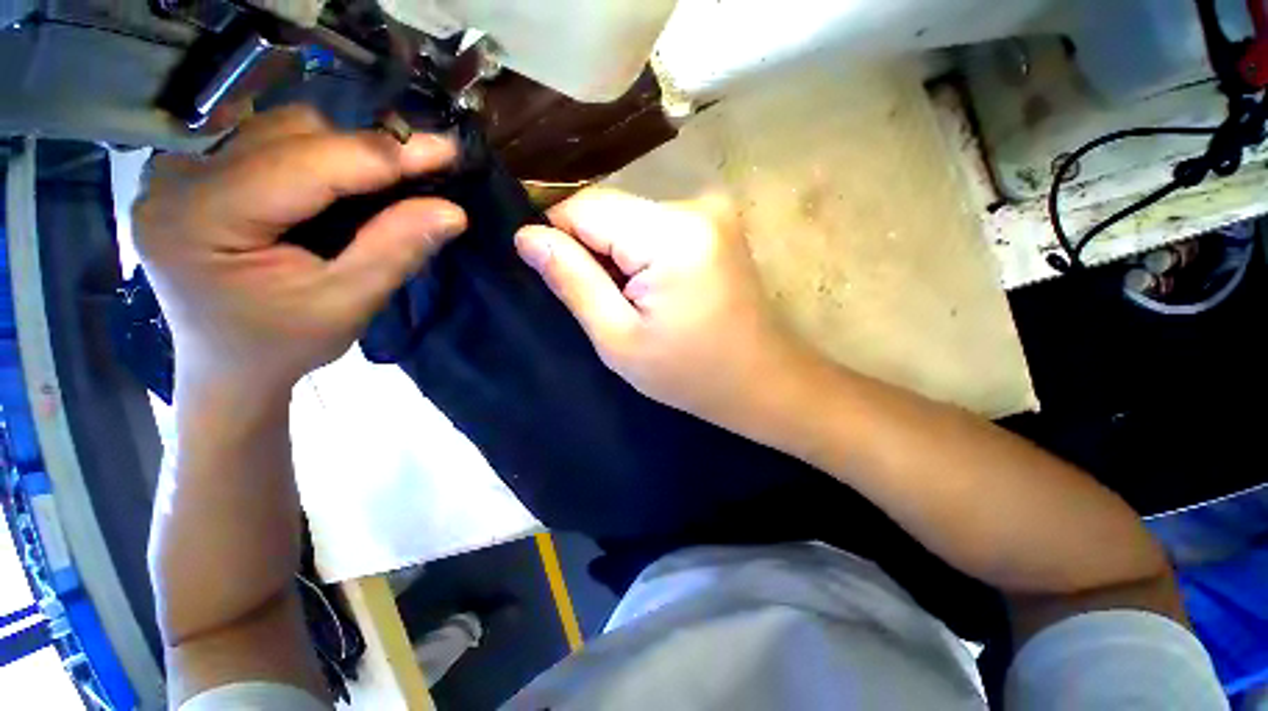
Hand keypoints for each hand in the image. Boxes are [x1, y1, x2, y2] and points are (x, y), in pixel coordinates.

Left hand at [134, 106, 467, 397]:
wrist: (227, 365)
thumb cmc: (282, 345)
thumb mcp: (347, 306)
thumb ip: (395, 251)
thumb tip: (452, 211)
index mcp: (201, 220)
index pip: (304, 164)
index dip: (383, 155)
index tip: (446, 152)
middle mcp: (177, 179)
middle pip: (289, 134)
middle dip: (365, 153)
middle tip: (424, 172)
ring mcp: (179, 169)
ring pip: (280, 128)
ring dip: (343, 152)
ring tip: (383, 185)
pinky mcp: (194, 171)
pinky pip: (267, 140)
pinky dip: (318, 156)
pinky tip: (341, 185)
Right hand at [515, 189, 813, 434]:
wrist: (763, 381)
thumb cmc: (691, 374)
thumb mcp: (619, 339)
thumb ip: (572, 281)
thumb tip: (526, 237)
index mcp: (672, 235)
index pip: (585, 207)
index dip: (560, 238)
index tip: (561, 281)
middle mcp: (695, 206)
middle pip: (610, 208)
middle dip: (592, 250)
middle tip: (606, 302)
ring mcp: (711, 211)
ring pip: (630, 217)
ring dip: (617, 253)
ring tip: (634, 302)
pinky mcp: (716, 224)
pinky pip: (655, 226)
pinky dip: (642, 253)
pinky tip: (656, 291)